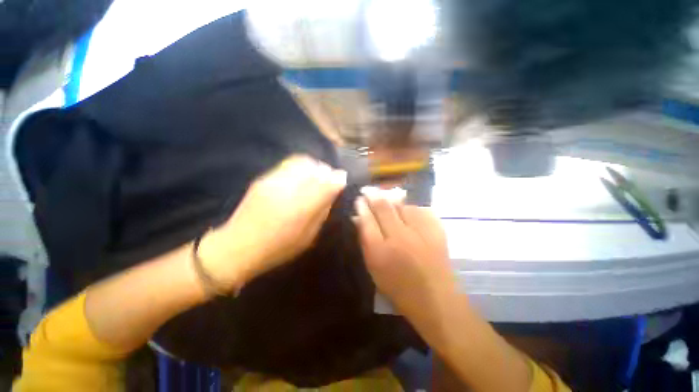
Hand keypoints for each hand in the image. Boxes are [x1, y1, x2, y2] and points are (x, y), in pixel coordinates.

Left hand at [200, 155, 346, 288]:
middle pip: (314, 168)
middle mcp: (287, 189)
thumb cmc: (278, 248)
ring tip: (316, 176)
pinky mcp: (263, 178)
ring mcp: (272, 181)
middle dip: (325, 170)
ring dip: (313, 166)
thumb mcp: (308, 235)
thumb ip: (322, 210)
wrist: (237, 247)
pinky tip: (301, 177)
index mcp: (300, 209)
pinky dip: (300, 166)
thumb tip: (334, 190)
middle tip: (329, 179)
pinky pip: (288, 163)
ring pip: (301, 161)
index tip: (342, 178)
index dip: (337, 178)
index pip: (326, 183)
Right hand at [354, 188, 455, 325]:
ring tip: (387, 198)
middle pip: (383, 208)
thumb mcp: (374, 268)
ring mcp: (420, 232)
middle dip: (374, 196)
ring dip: (392, 200)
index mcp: (380, 251)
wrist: (436, 299)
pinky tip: (407, 209)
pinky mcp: (436, 230)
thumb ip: (365, 241)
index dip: (362, 207)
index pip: (367, 220)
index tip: (359, 199)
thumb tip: (358, 218)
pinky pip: (420, 209)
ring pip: (402, 205)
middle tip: (369, 190)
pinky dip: (411, 207)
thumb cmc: (399, 288)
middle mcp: (399, 237)